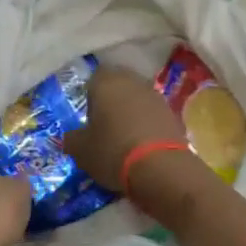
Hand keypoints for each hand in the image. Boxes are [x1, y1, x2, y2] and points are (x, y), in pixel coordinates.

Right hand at [65, 66, 184, 192]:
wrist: (161, 167)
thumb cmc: (112, 150)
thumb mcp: (81, 150)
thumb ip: (72, 139)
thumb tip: (72, 137)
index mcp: (106, 81)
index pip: (94, 78)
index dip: (90, 96)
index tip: (89, 118)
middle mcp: (132, 81)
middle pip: (118, 86)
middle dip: (111, 102)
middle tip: (105, 126)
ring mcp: (155, 95)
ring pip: (137, 99)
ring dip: (131, 112)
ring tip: (125, 138)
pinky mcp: (173, 112)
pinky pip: (153, 114)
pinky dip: (147, 124)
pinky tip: (143, 145)